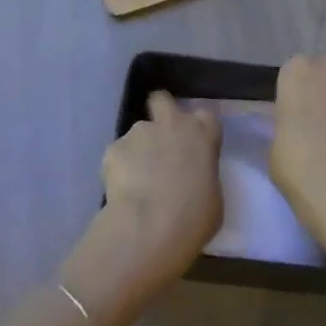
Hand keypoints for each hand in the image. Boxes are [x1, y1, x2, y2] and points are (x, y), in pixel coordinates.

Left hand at [61, 93, 220, 322]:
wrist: (151, 226)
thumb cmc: (194, 216)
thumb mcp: (213, 197)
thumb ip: (203, 176)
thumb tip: (191, 178)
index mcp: (203, 135)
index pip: (204, 116)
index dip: (196, 128)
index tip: (192, 144)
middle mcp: (172, 124)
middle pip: (162, 100)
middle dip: (158, 111)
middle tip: (158, 139)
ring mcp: (140, 132)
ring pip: (137, 133)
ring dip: (137, 150)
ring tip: (135, 181)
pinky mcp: (113, 148)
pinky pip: (117, 155)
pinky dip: (118, 169)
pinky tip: (120, 192)